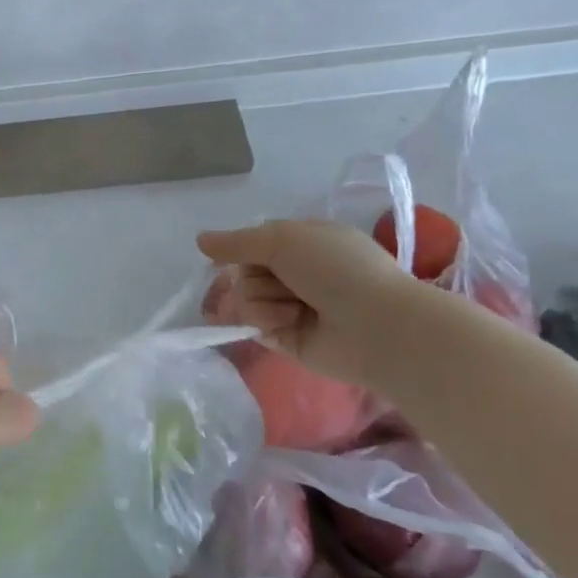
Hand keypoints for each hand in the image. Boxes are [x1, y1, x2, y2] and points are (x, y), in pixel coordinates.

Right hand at [197, 219, 417, 383]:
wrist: (377, 326)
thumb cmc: (336, 269)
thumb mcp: (282, 239)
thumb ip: (237, 242)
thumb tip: (200, 240)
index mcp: (306, 242)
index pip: (256, 242)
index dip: (243, 248)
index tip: (236, 253)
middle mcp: (299, 273)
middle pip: (246, 270)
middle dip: (255, 276)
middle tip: (280, 280)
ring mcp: (294, 307)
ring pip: (246, 297)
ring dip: (263, 299)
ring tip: (293, 307)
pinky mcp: (288, 339)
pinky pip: (255, 325)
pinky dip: (266, 321)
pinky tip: (287, 324)